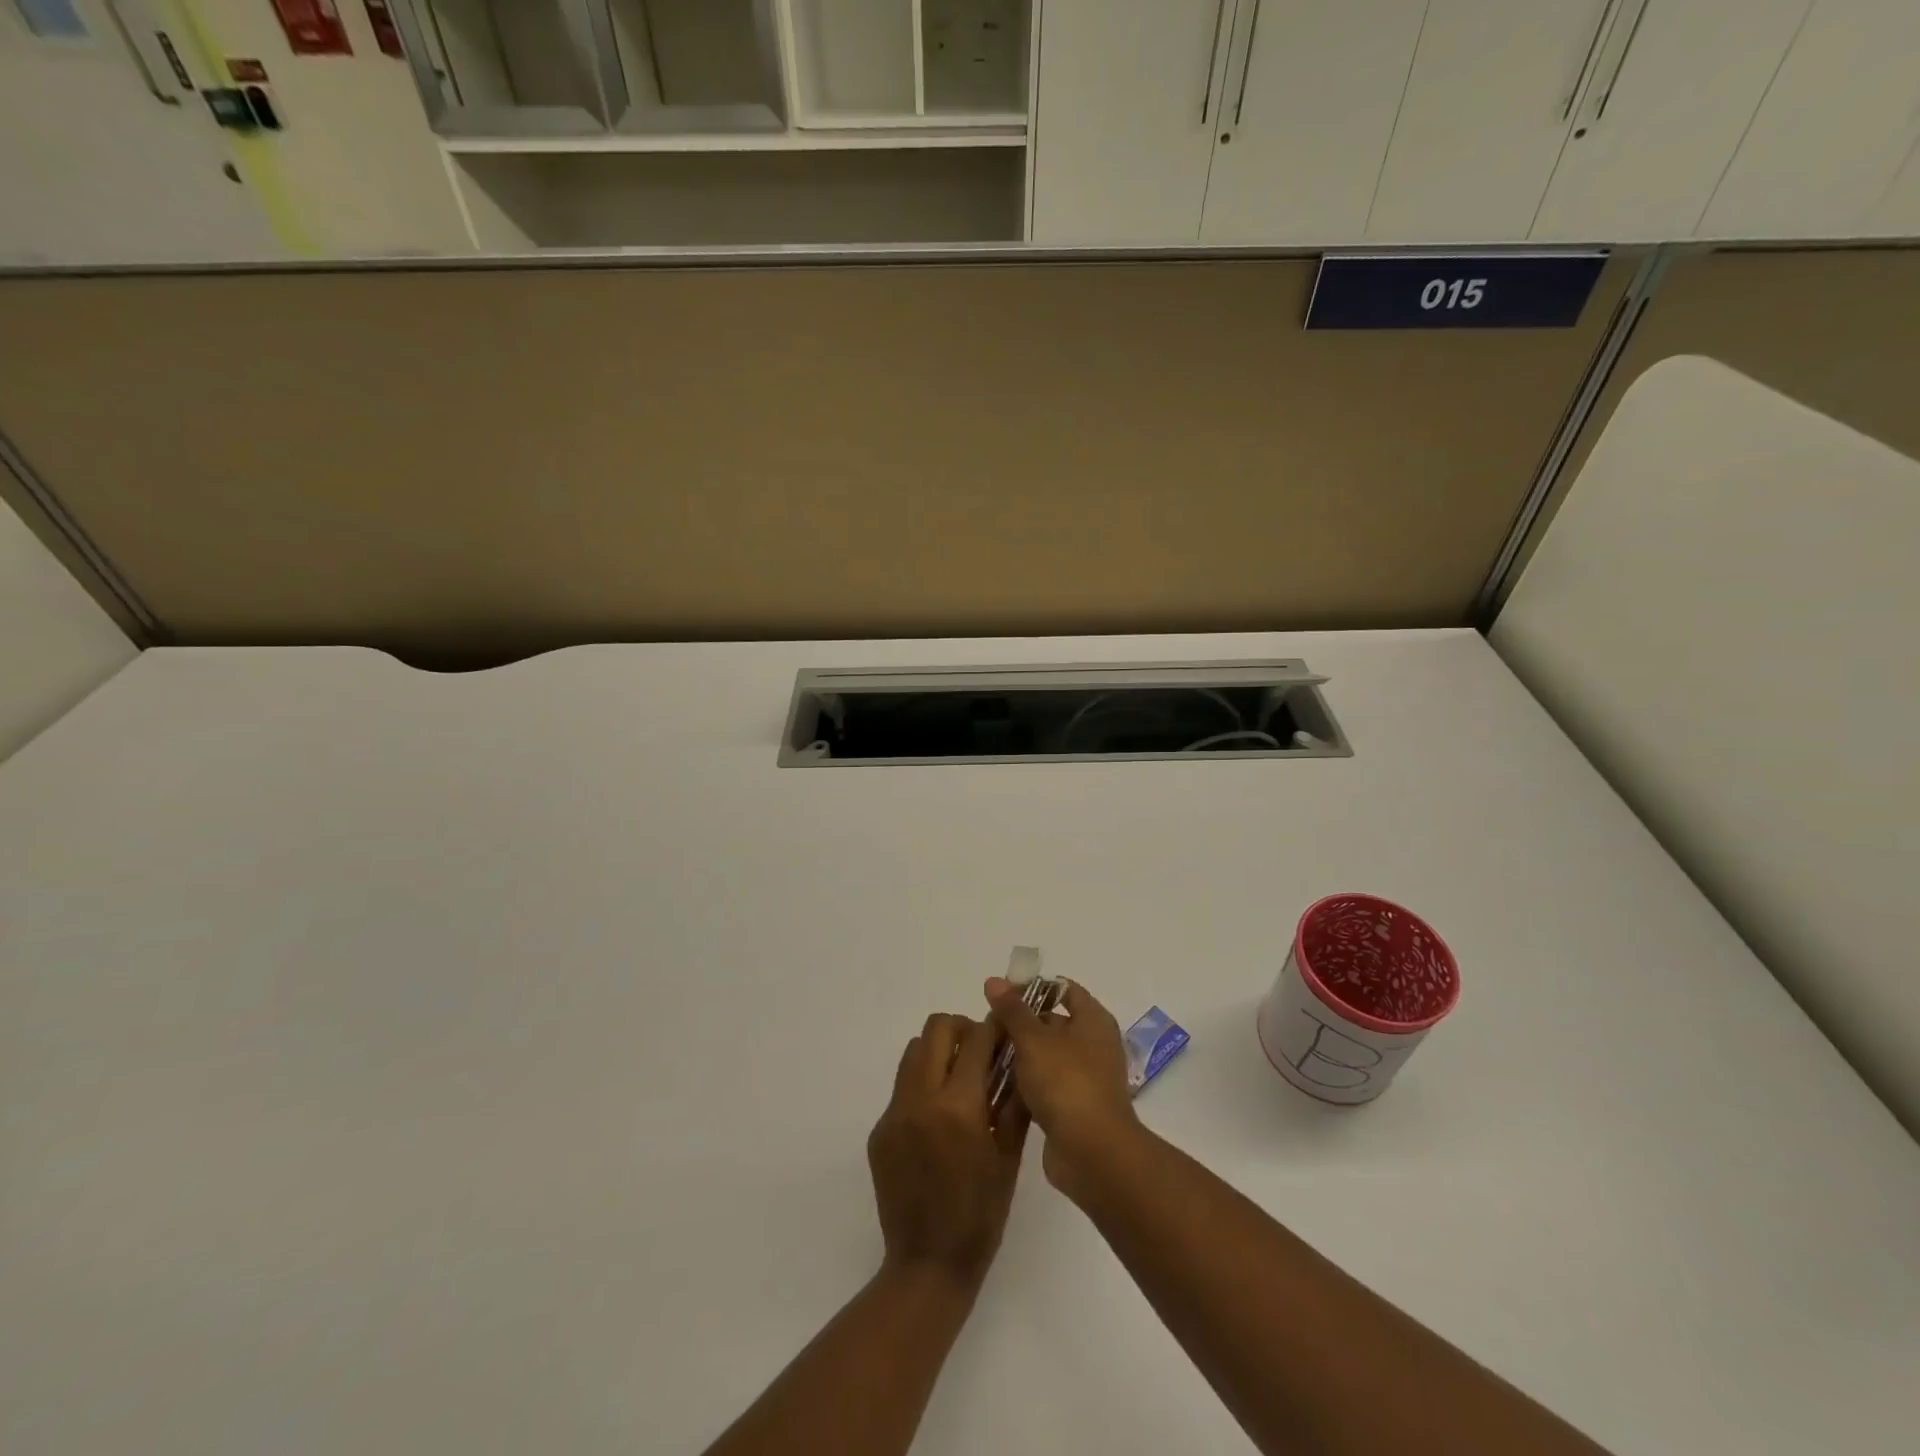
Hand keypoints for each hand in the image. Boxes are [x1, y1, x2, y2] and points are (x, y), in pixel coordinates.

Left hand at [867, 1014, 1028, 1292]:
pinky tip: (938, 1120)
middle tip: (980, 1052)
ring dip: (938, 1052)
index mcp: (958, 1107)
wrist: (927, 1265)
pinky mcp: (879, 1130)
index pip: (976, 1039)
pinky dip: (923, 1086)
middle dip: (962, 1029)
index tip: (1006, 1029)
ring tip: (958, 1081)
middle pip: (936, 1029)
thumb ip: (1013, 1102)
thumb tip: (1019, 1059)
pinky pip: (902, 1088)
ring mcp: (894, 1113)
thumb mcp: (1008, 1158)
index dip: (994, 1027)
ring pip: (913, 1052)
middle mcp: (920, 1099)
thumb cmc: (981, 1216)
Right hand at [984, 978, 1141, 1200]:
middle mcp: (1094, 1044)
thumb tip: (994, 980)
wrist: (1092, 1153)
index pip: (1063, 989)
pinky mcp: (1075, 1107)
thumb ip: (1012, 1010)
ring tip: (986, 1056)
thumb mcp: (1033, 1039)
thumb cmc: (1065, 1082)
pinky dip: (1026, 1084)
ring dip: (1020, 1057)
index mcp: (1093, 1019)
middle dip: (1020, 1024)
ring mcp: (1086, 1077)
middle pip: (1052, 1022)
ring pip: (1046, 1056)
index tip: (1001, 995)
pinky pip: (1046, 1085)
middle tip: (987, 1029)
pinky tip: (997, 1086)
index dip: (1033, 988)